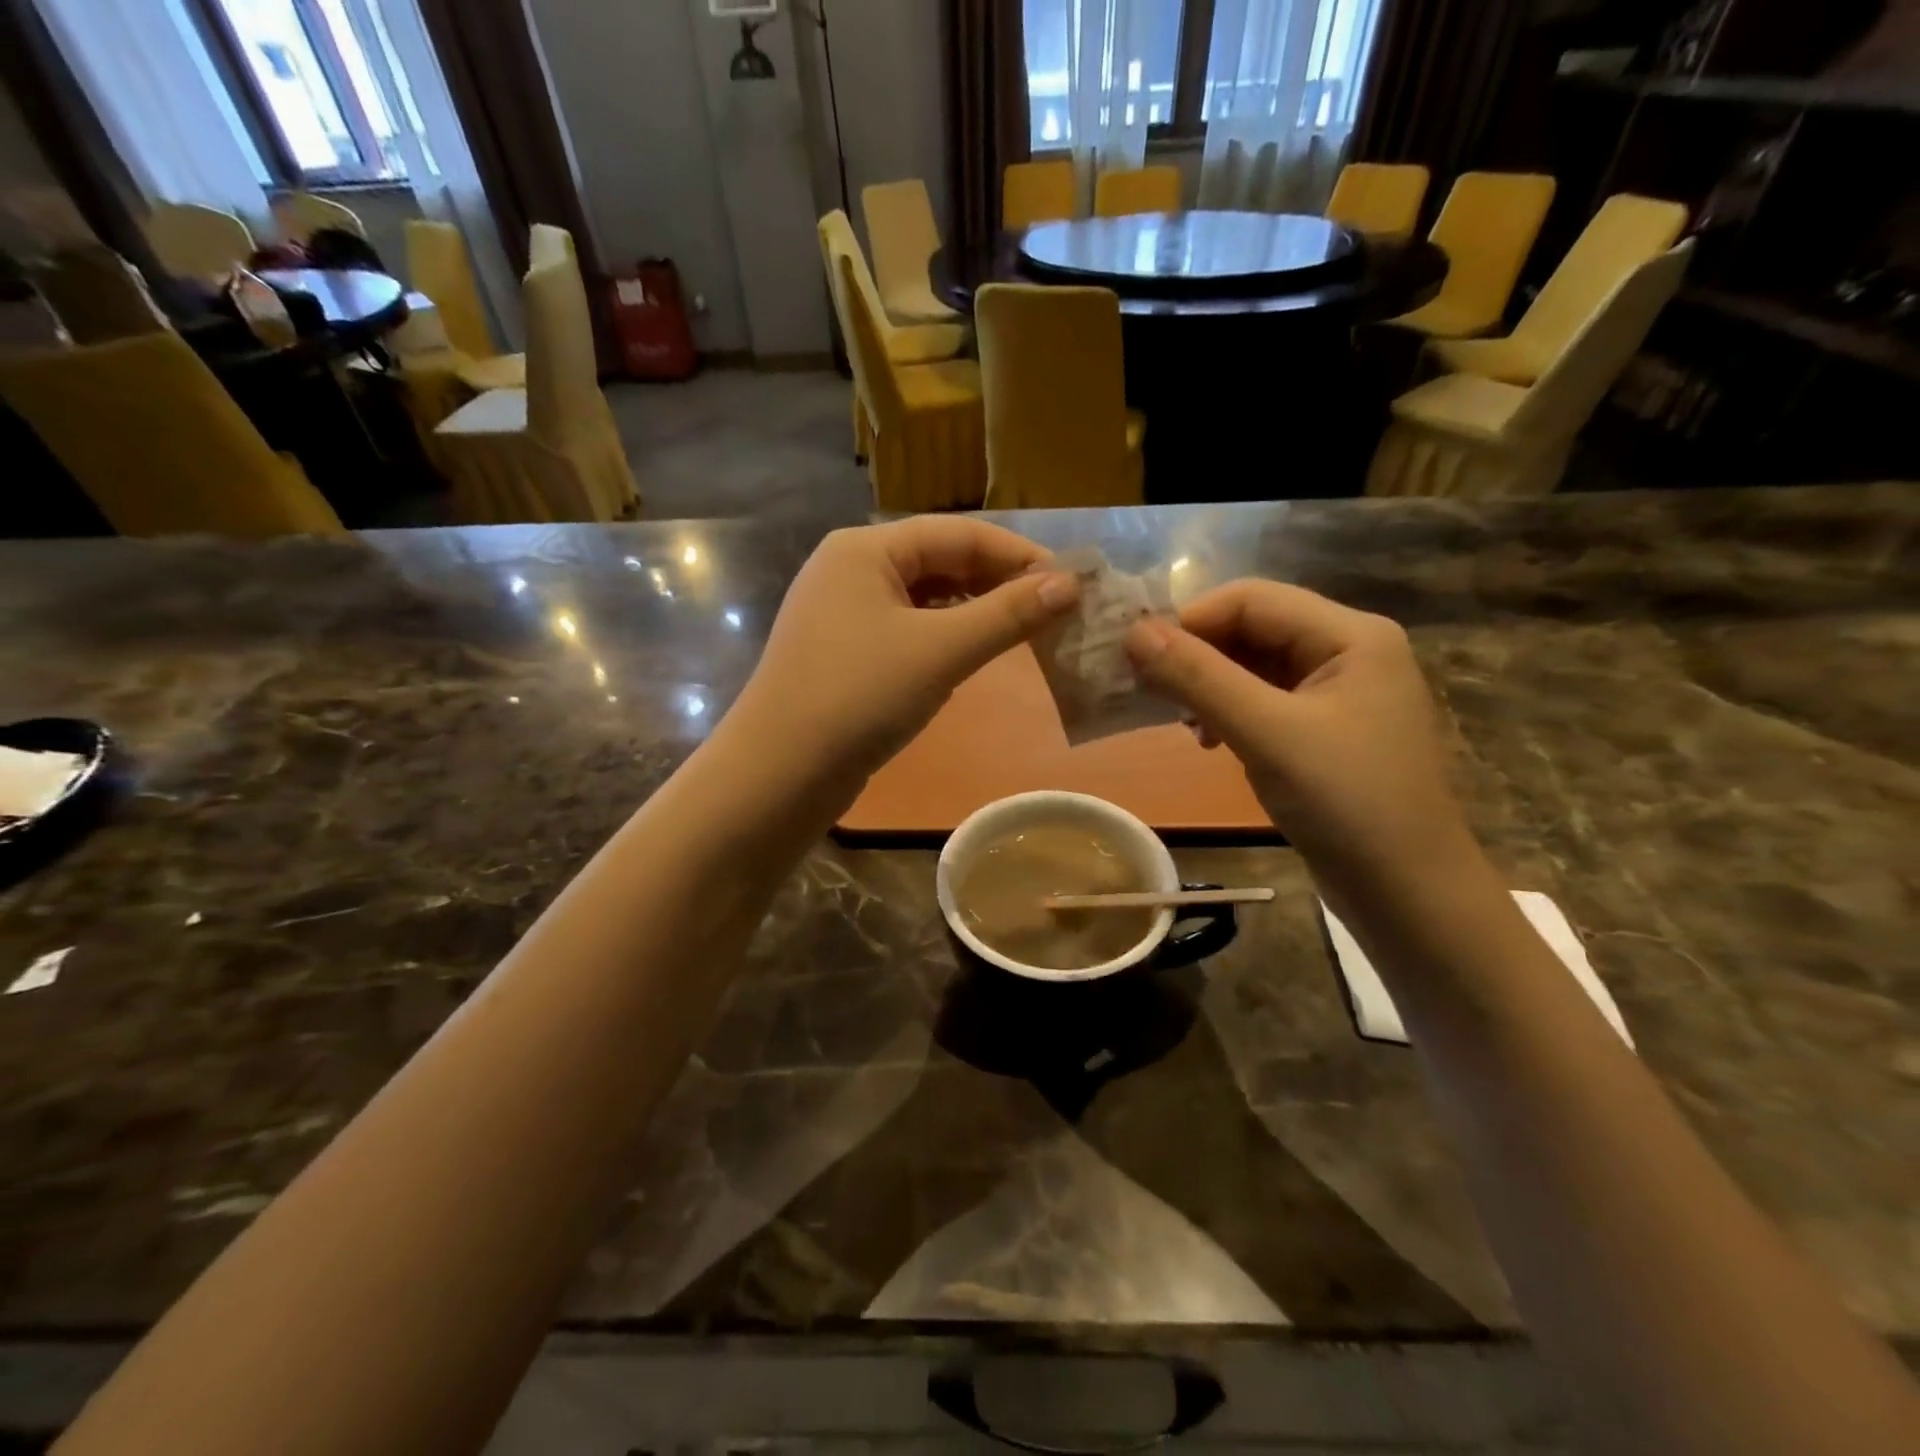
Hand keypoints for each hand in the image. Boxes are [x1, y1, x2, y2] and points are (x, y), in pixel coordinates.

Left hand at [734, 518, 1078, 779]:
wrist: (780, 773)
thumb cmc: (860, 697)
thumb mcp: (941, 651)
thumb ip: (1007, 615)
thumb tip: (1070, 584)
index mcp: (865, 548)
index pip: (959, 533)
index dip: (1018, 555)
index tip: (1072, 581)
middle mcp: (850, 568)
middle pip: (940, 560)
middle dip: (998, 583)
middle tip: (1055, 610)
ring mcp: (842, 611)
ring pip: (925, 597)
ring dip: (975, 610)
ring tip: (1024, 630)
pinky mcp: (844, 651)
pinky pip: (907, 628)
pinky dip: (945, 635)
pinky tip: (971, 652)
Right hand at [1126, 581, 1474, 895]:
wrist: (1407, 893)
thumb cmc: (1345, 803)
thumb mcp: (1266, 733)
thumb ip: (1199, 678)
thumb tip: (1133, 632)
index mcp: (1350, 634)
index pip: (1252, 599)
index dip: (1190, 620)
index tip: (1136, 657)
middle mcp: (1348, 650)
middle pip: (1253, 628)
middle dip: (1197, 655)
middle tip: (1148, 691)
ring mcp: (1338, 692)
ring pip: (1253, 665)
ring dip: (1208, 685)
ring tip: (1180, 722)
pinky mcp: (1325, 729)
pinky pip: (1264, 700)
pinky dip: (1228, 712)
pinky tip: (1208, 740)